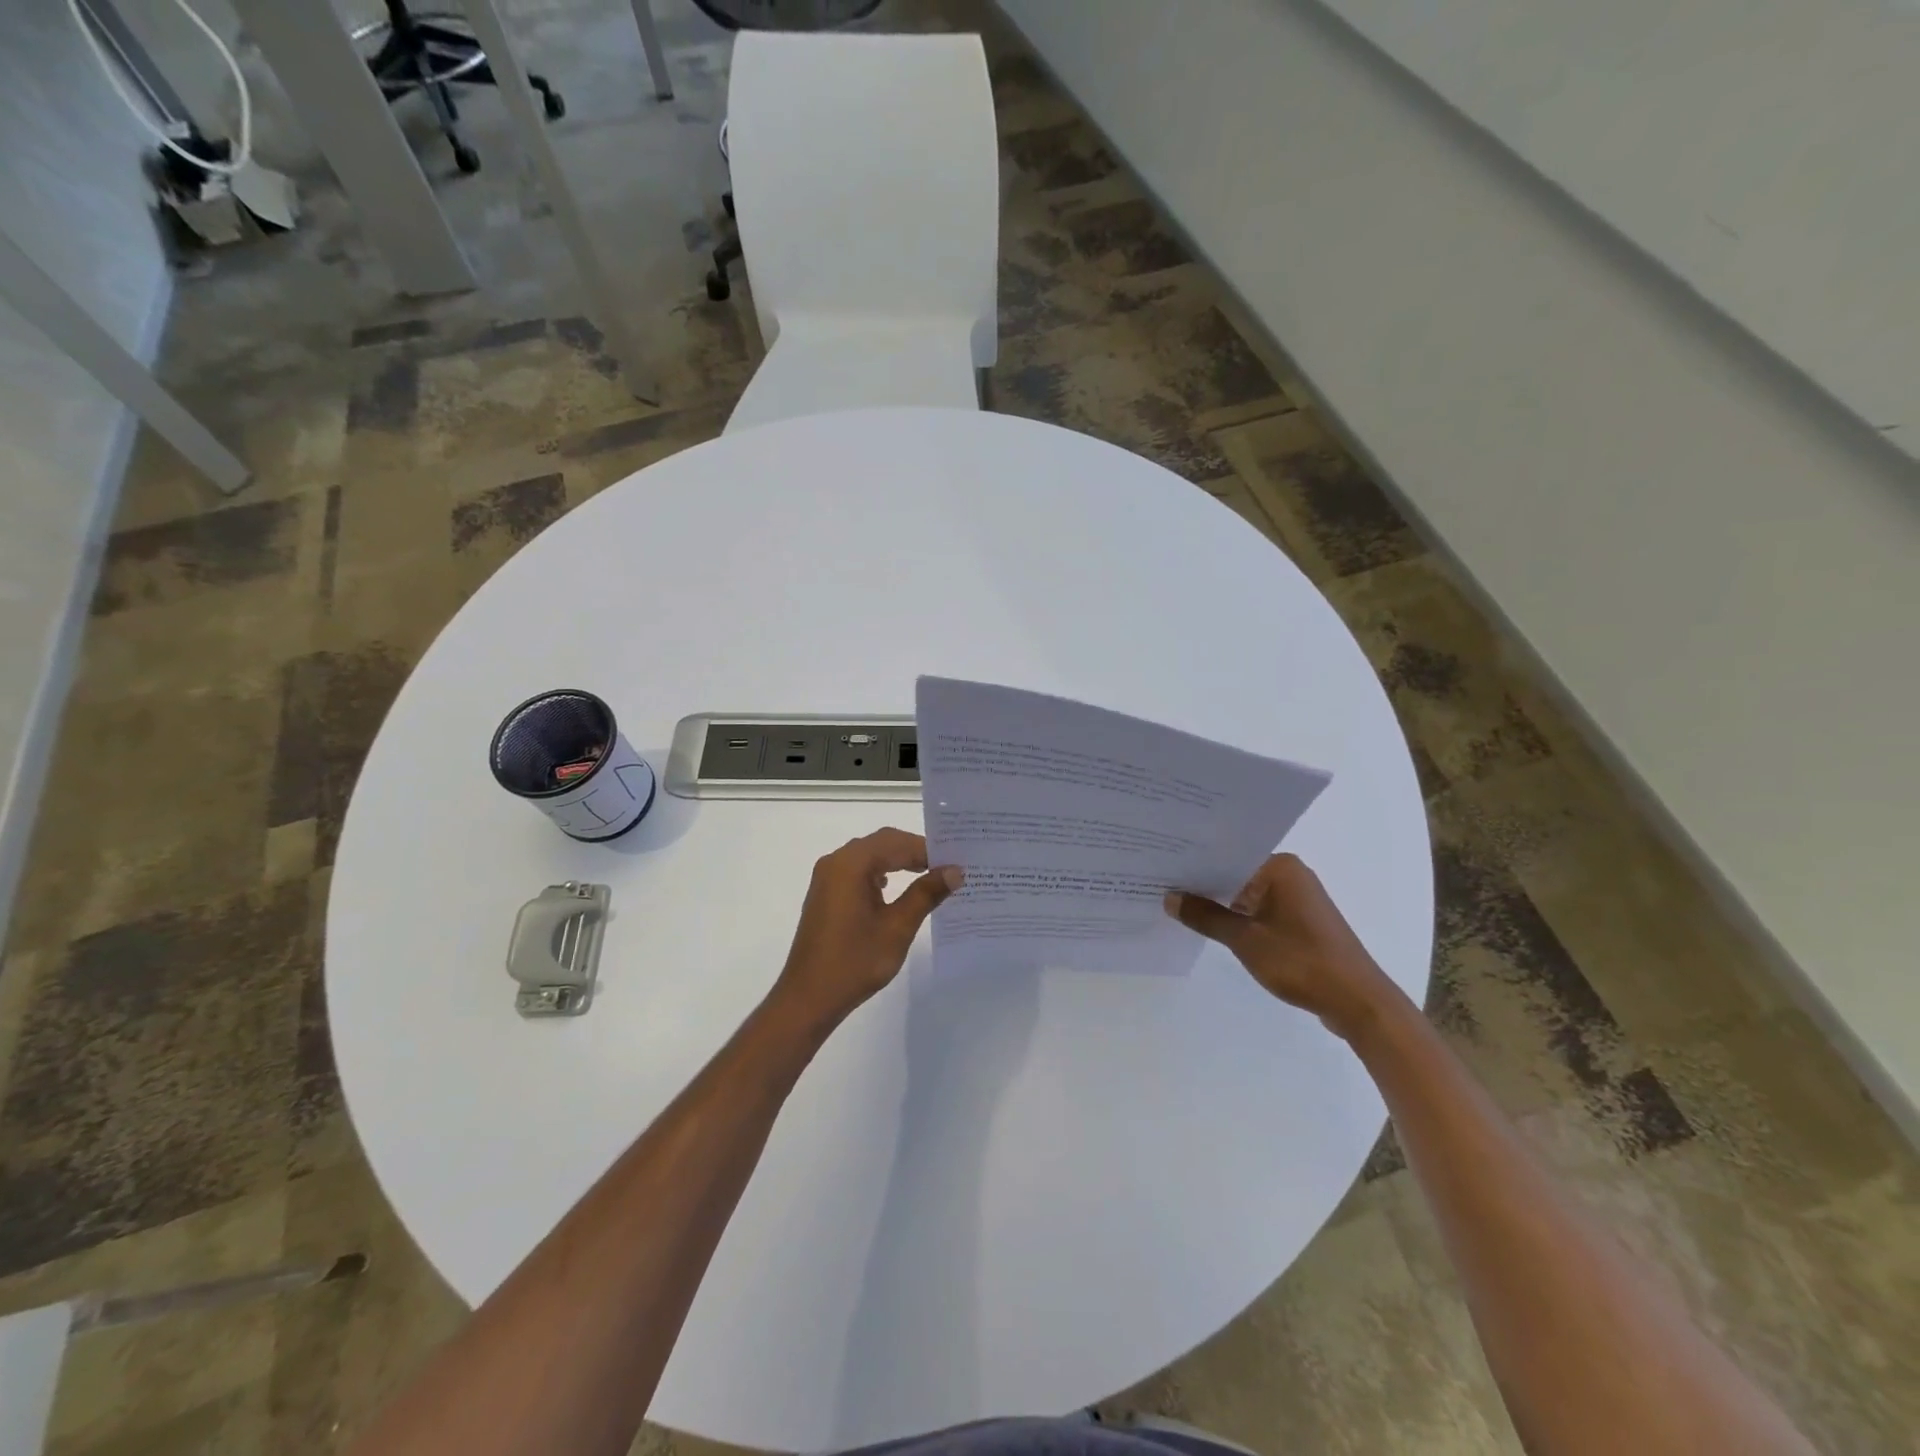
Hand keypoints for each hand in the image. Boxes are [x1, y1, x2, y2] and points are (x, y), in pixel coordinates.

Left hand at [770, 828, 962, 1035]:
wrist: (809, 997)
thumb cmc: (854, 962)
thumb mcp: (897, 927)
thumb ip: (926, 893)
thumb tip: (955, 871)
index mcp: (851, 864)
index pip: (897, 843)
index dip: (928, 849)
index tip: (957, 862)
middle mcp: (836, 862)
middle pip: (882, 843)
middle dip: (915, 851)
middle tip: (948, 866)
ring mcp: (828, 877)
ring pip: (870, 855)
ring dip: (899, 860)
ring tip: (930, 874)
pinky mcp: (826, 893)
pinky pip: (858, 870)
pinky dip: (881, 872)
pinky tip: (896, 887)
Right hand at [1165, 853, 1403, 1041]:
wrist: (1358, 1002)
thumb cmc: (1302, 962)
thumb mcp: (1245, 940)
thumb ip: (1206, 917)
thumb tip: (1170, 898)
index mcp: (1281, 868)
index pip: (1227, 855)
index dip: (1194, 863)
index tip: (1162, 866)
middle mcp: (1291, 875)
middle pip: (1236, 872)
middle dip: (1203, 883)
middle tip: (1160, 883)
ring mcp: (1297, 898)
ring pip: (1247, 893)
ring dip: (1220, 902)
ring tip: (1177, 903)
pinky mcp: (1300, 921)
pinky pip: (1260, 909)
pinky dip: (1238, 917)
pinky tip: (1210, 924)